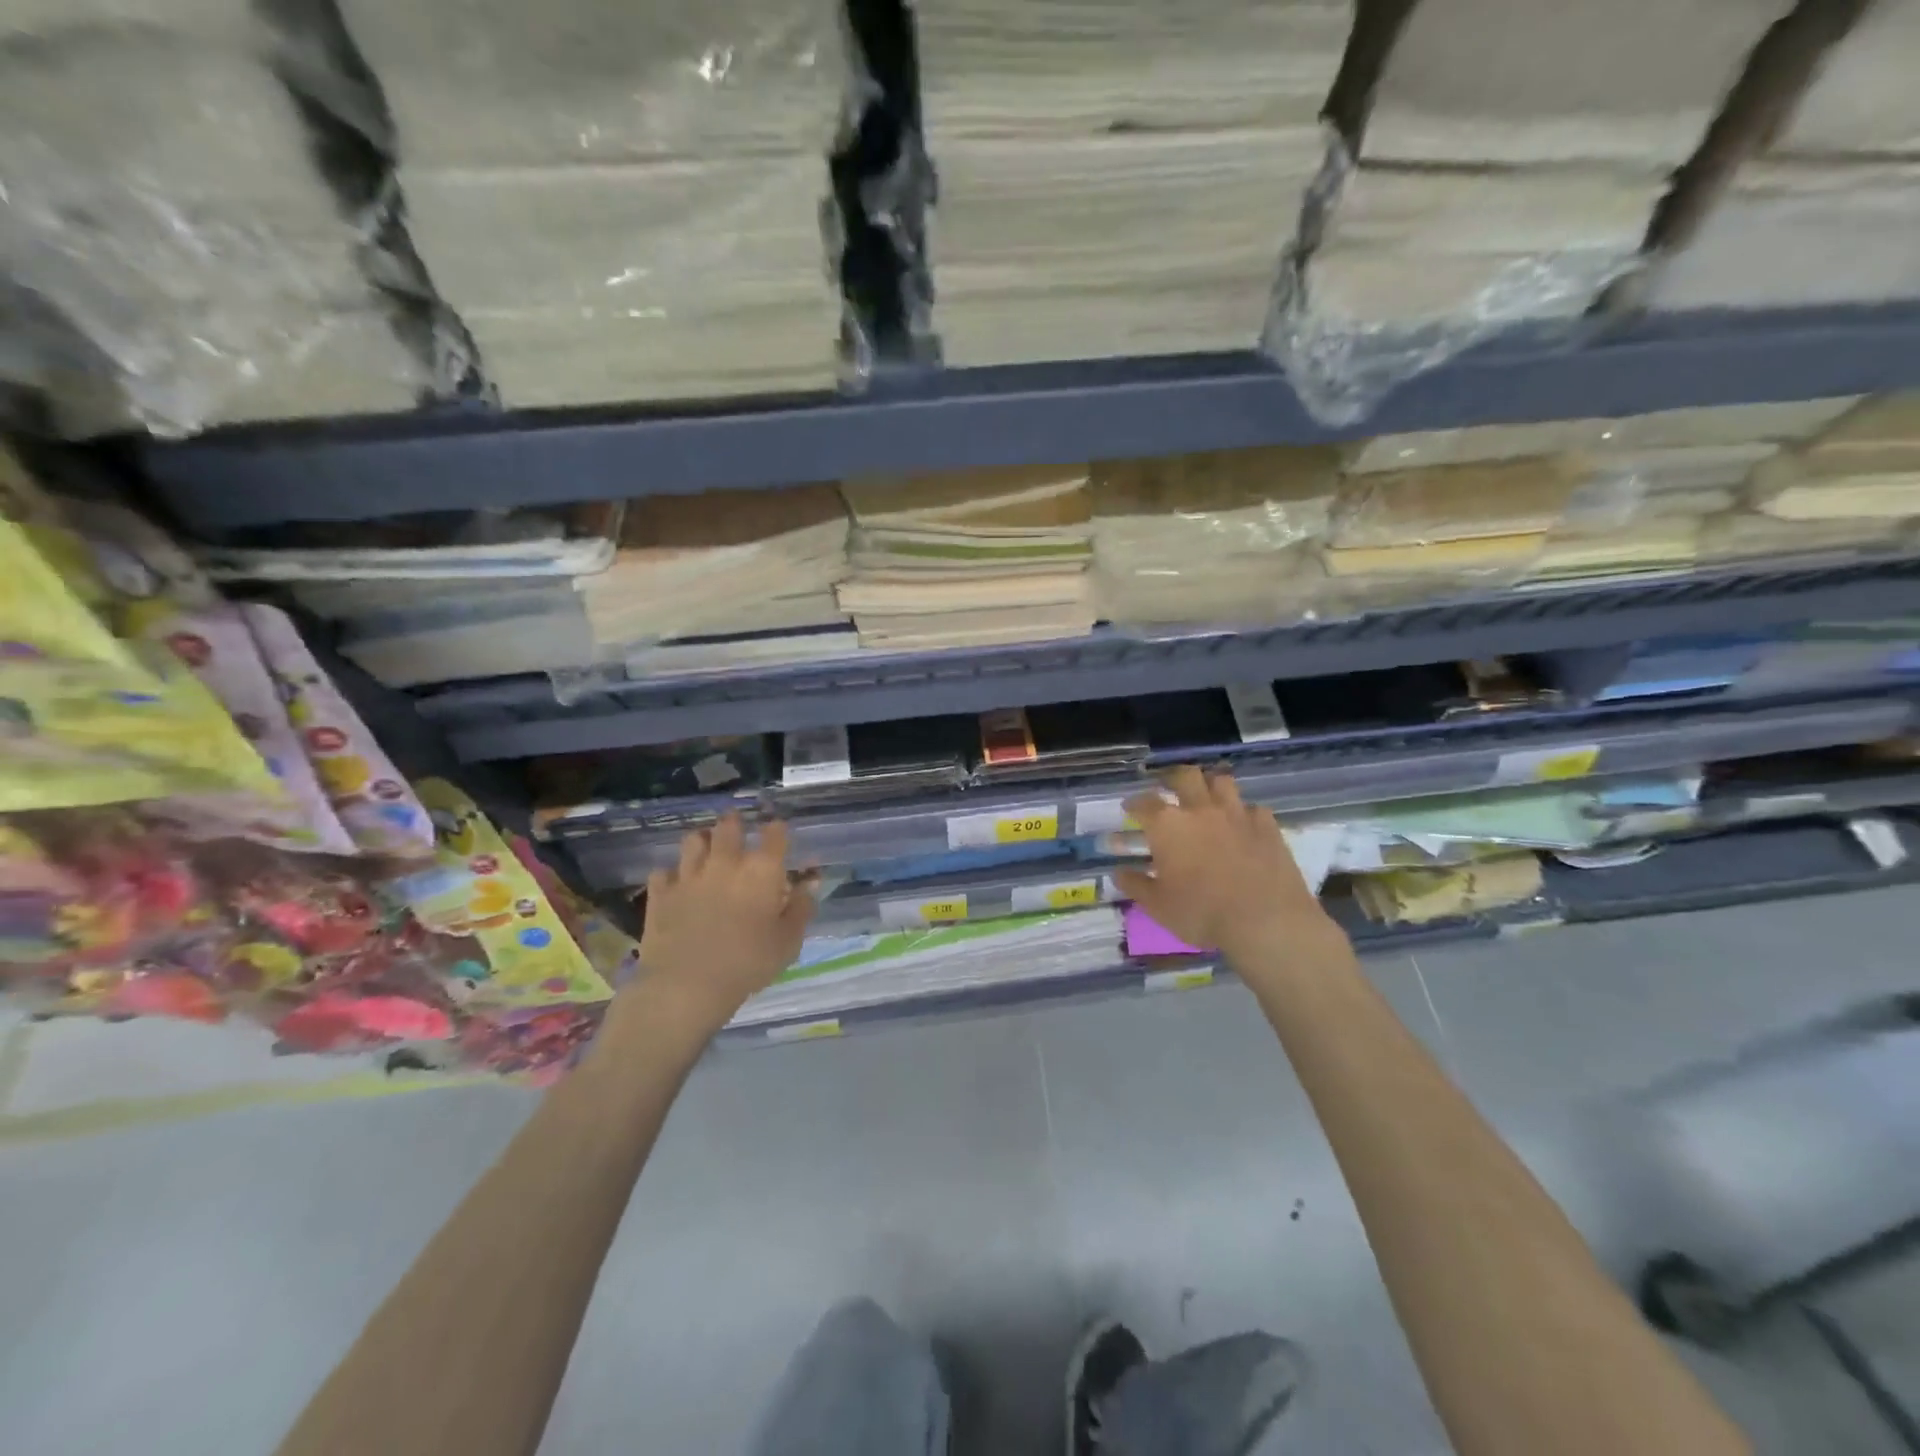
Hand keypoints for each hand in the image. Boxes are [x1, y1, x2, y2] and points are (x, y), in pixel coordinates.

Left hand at [637, 815, 815, 1029]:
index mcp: (762, 870)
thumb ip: (802, 906)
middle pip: (729, 825)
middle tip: (737, 829)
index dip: (777, 830)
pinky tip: (677, 884)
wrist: (686, 986)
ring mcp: (689, 874)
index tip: (777, 834)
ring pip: (693, 840)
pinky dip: (672, 874)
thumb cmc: (748, 963)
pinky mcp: (660, 893)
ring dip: (702, 840)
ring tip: (706, 849)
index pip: (774, 833)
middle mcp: (725, 862)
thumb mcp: (789, 940)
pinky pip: (664, 871)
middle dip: (735, 823)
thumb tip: (811, 880)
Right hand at [1112, 766, 1344, 971]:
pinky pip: (1253, 808)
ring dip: (1210, 786)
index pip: (1144, 803)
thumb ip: (1136, 885)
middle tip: (1168, 787)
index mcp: (1167, 826)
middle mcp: (1200, 810)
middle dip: (1172, 778)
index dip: (1134, 803)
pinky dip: (1244, 813)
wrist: (1265, 922)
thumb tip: (1119, 872)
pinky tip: (1243, 826)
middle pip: (1185, 776)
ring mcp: (1237, 814)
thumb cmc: (1202, 913)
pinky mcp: (1268, 826)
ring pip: (1221, 781)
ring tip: (1207, 798)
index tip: (1129, 808)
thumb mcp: (1158, 906)